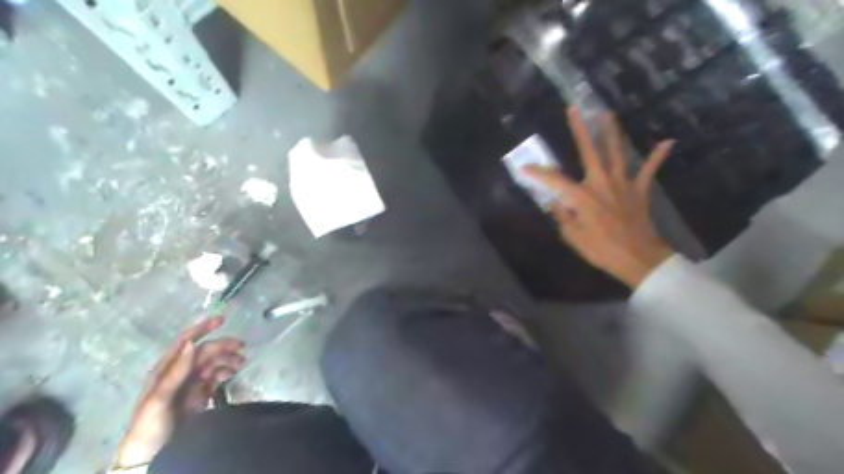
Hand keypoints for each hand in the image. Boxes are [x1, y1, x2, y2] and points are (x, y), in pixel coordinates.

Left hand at [112, 316, 246, 467]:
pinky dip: (226, 372)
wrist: (151, 457)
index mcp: (166, 370)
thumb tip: (193, 343)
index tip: (222, 319)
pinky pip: (215, 377)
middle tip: (242, 347)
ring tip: (241, 362)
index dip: (202, 329)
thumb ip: (176, 371)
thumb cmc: (149, 426)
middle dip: (222, 346)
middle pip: (204, 352)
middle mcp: (179, 372)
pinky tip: (233, 372)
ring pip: (212, 363)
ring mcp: (190, 384)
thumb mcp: (159, 399)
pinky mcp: (200, 395)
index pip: (185, 342)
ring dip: (227, 359)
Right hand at [525, 108, 676, 287]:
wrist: (638, 259)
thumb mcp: (573, 237)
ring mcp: (623, 184)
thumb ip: (562, 216)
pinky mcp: (639, 190)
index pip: (553, 180)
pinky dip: (657, 157)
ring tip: (608, 114)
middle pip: (589, 151)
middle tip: (573, 110)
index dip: (537, 173)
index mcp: (581, 196)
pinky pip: (649, 170)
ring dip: (611, 132)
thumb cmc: (601, 250)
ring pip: (616, 152)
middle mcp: (600, 183)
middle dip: (580, 129)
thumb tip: (556, 202)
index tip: (522, 168)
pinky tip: (667, 142)